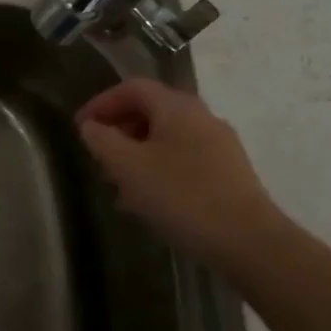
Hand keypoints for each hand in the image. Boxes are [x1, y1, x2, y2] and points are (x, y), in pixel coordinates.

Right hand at [76, 79, 289, 270]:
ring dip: (137, 153)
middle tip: (99, 156)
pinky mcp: (230, 173)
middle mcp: (201, 117)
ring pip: (167, 137)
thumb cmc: (181, 196)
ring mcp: (220, 145)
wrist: (250, 242)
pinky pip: (184, 158)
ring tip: (118, 184)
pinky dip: (158, 169)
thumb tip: (91, 126)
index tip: (81, 127)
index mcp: (177, 107)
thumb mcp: (127, 167)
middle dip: (119, 130)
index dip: (101, 103)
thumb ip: (102, 140)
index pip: (132, 88)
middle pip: (151, 110)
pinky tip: (149, 200)